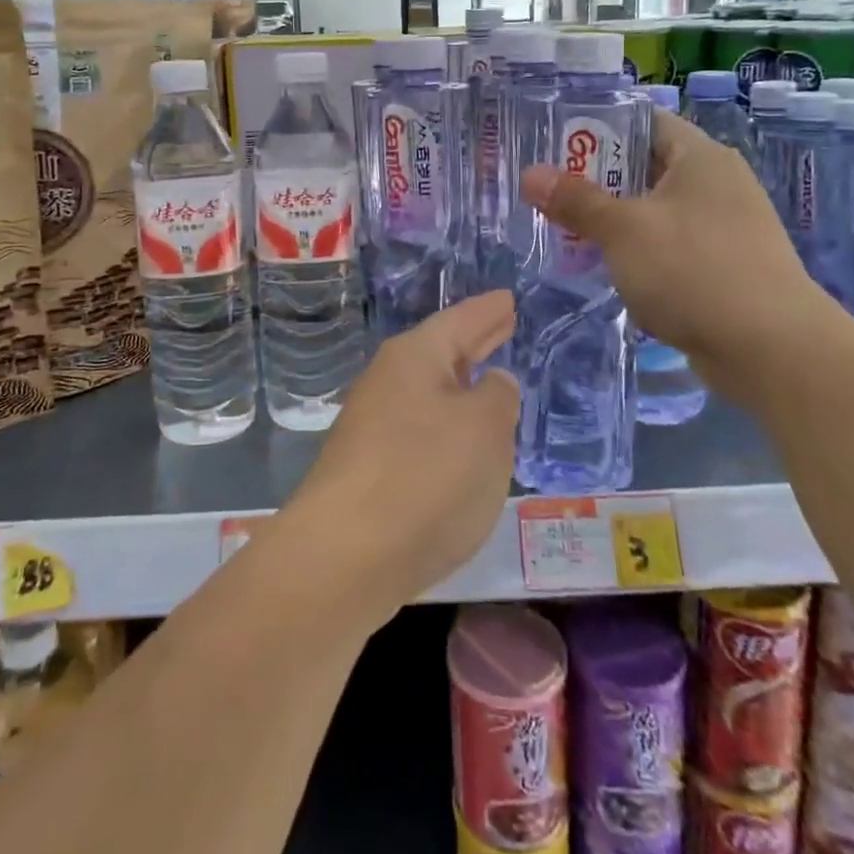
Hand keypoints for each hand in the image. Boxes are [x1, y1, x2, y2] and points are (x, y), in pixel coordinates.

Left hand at [284, 292, 519, 622]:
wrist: (345, 555)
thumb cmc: (426, 476)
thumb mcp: (483, 430)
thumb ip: (497, 398)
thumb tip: (493, 381)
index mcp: (415, 357)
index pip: (460, 321)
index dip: (488, 311)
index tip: (508, 298)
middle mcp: (389, 381)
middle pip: (441, 352)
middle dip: (474, 341)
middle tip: (502, 322)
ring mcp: (374, 424)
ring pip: (430, 392)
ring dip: (460, 384)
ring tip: (489, 379)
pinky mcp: (370, 467)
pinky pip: (421, 429)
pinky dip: (447, 424)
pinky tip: (461, 440)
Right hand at [521, 108, 837, 397]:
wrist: (772, 350)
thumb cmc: (694, 270)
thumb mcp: (623, 230)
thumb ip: (575, 200)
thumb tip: (529, 174)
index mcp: (700, 157)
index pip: (643, 121)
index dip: (597, 126)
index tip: (554, 141)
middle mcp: (717, 183)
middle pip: (646, 166)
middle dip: (597, 179)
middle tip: (549, 189)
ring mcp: (724, 227)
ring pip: (656, 210)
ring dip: (615, 219)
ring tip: (567, 228)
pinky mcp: (724, 267)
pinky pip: (670, 245)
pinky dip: (638, 251)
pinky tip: (607, 267)